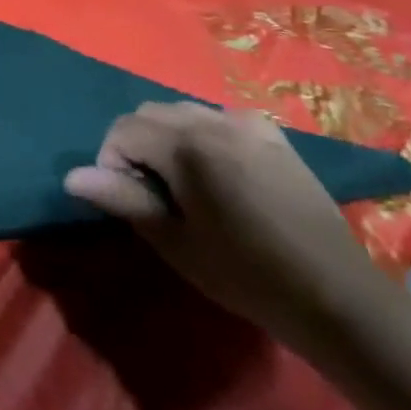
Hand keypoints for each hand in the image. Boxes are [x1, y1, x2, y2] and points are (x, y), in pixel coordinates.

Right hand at [63, 102, 383, 358]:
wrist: (338, 297)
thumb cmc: (247, 275)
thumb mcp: (176, 242)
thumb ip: (123, 199)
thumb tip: (72, 176)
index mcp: (187, 146)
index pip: (122, 130)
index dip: (112, 163)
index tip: (131, 202)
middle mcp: (214, 121)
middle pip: (150, 114)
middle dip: (137, 146)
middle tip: (154, 196)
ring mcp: (247, 124)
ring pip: (182, 112)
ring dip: (168, 139)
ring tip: (185, 187)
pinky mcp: (272, 135)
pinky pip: (218, 119)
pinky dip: (203, 136)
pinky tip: (220, 175)